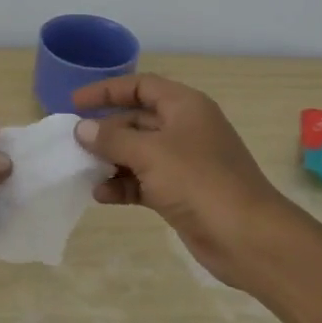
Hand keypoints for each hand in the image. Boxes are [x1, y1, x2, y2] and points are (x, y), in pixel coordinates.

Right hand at [72, 74, 289, 289]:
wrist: (247, 237)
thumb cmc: (199, 181)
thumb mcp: (150, 153)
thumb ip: (112, 139)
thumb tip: (82, 128)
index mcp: (185, 106)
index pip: (141, 86)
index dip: (108, 91)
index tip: (76, 103)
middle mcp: (185, 129)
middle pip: (137, 119)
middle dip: (106, 130)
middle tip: (74, 142)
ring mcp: (185, 163)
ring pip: (139, 153)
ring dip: (111, 160)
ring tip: (83, 171)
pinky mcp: (181, 193)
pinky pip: (144, 181)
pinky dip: (123, 185)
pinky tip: (102, 195)